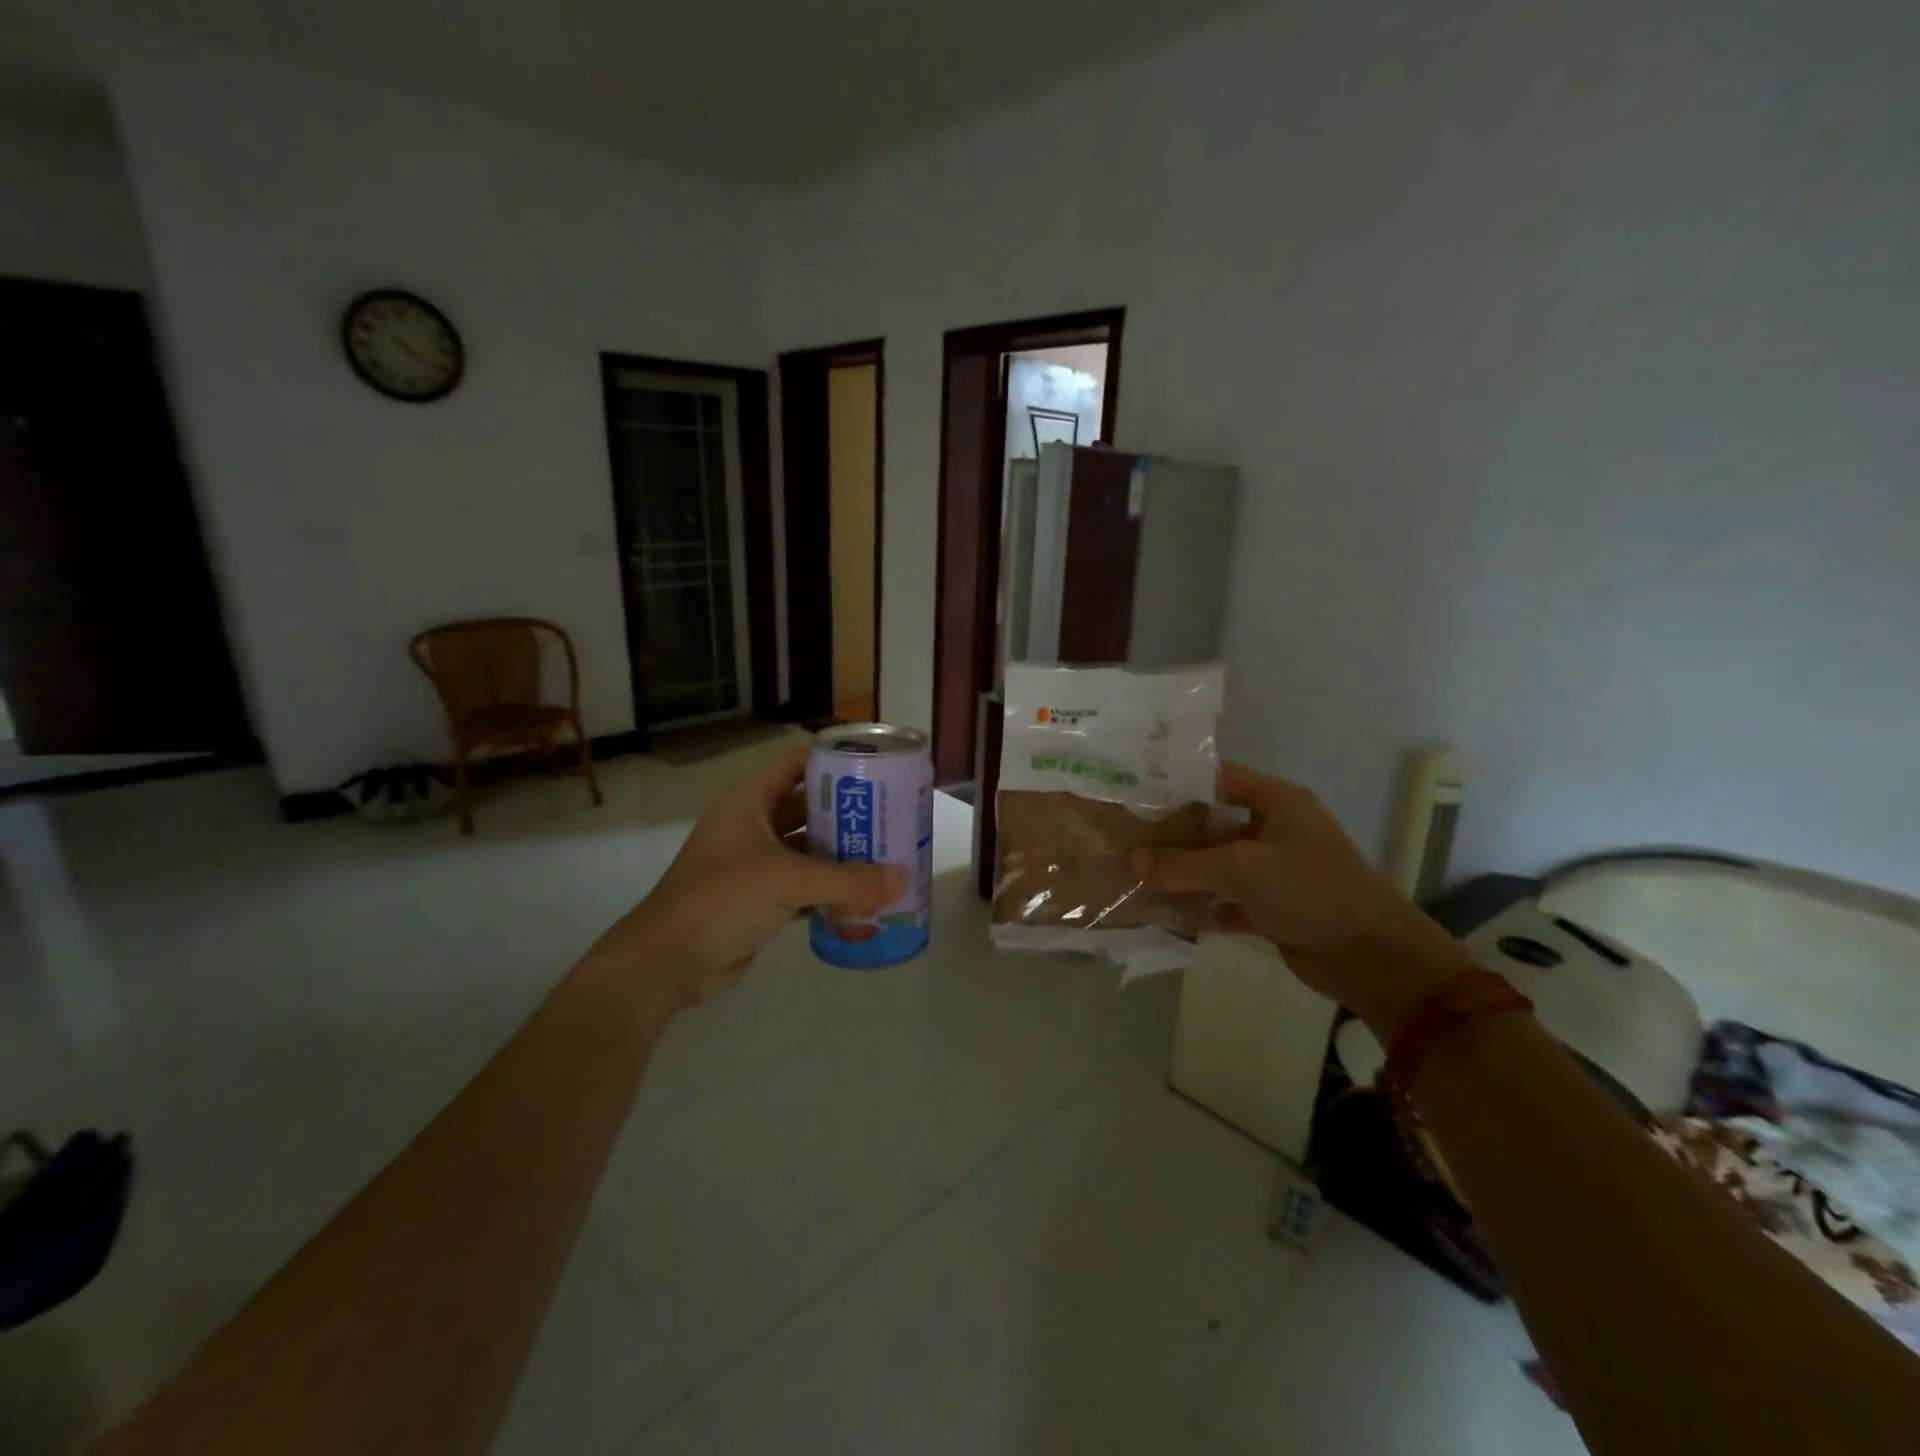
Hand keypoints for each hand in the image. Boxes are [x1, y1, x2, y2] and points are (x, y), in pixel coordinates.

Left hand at [581, 746, 903, 1013]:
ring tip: (889, 854)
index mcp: (750, 800)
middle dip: (849, 812)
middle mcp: (753, 824)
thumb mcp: (788, 880)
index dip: (834, 759)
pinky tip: (865, 896)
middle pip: (809, 807)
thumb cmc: (722, 899)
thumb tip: (903, 880)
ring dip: (843, 854)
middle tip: (893, 815)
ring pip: (809, 849)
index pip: (797, 763)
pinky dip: (831, 890)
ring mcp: (755, 863)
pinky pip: (805, 886)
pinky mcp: (760, 898)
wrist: (667, 961)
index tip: (877, 765)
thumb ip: (848, 880)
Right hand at [1135, 761, 1468, 1037]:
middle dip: (1172, 835)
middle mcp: (1274, 830)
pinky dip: (1201, 907)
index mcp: (1278, 802)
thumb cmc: (1311, 890)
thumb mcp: (1242, 868)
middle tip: (1125, 838)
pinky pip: (1225, 900)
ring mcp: (1272, 871)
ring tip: (1134, 876)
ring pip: (1216, 865)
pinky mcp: (1271, 907)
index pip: (1220, 777)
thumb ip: (1184, 864)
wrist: (1373, 957)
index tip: (1136, 790)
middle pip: (1212, 824)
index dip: (1179, 781)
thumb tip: (1133, 860)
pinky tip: (1165, 913)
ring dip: (1182, 874)